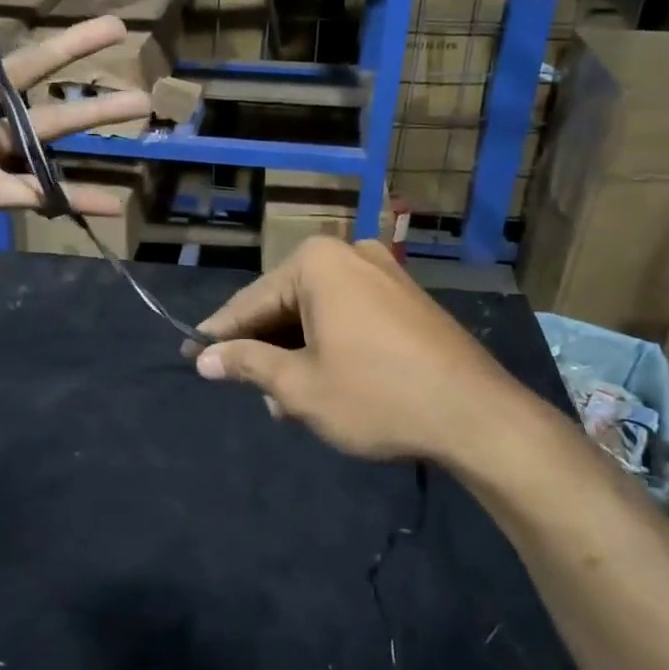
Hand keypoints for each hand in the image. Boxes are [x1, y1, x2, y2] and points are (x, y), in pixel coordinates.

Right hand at [191, 237, 556, 463]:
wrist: (478, 416)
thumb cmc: (376, 395)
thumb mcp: (300, 386)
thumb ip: (247, 364)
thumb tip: (204, 358)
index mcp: (317, 263)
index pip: (251, 302)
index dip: (219, 334)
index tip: (190, 354)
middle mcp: (349, 254)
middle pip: (286, 303)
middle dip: (265, 349)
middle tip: (243, 388)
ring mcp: (383, 273)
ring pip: (318, 313)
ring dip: (297, 353)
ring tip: (284, 401)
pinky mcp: (407, 298)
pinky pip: (350, 315)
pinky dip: (329, 345)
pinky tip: (323, 384)